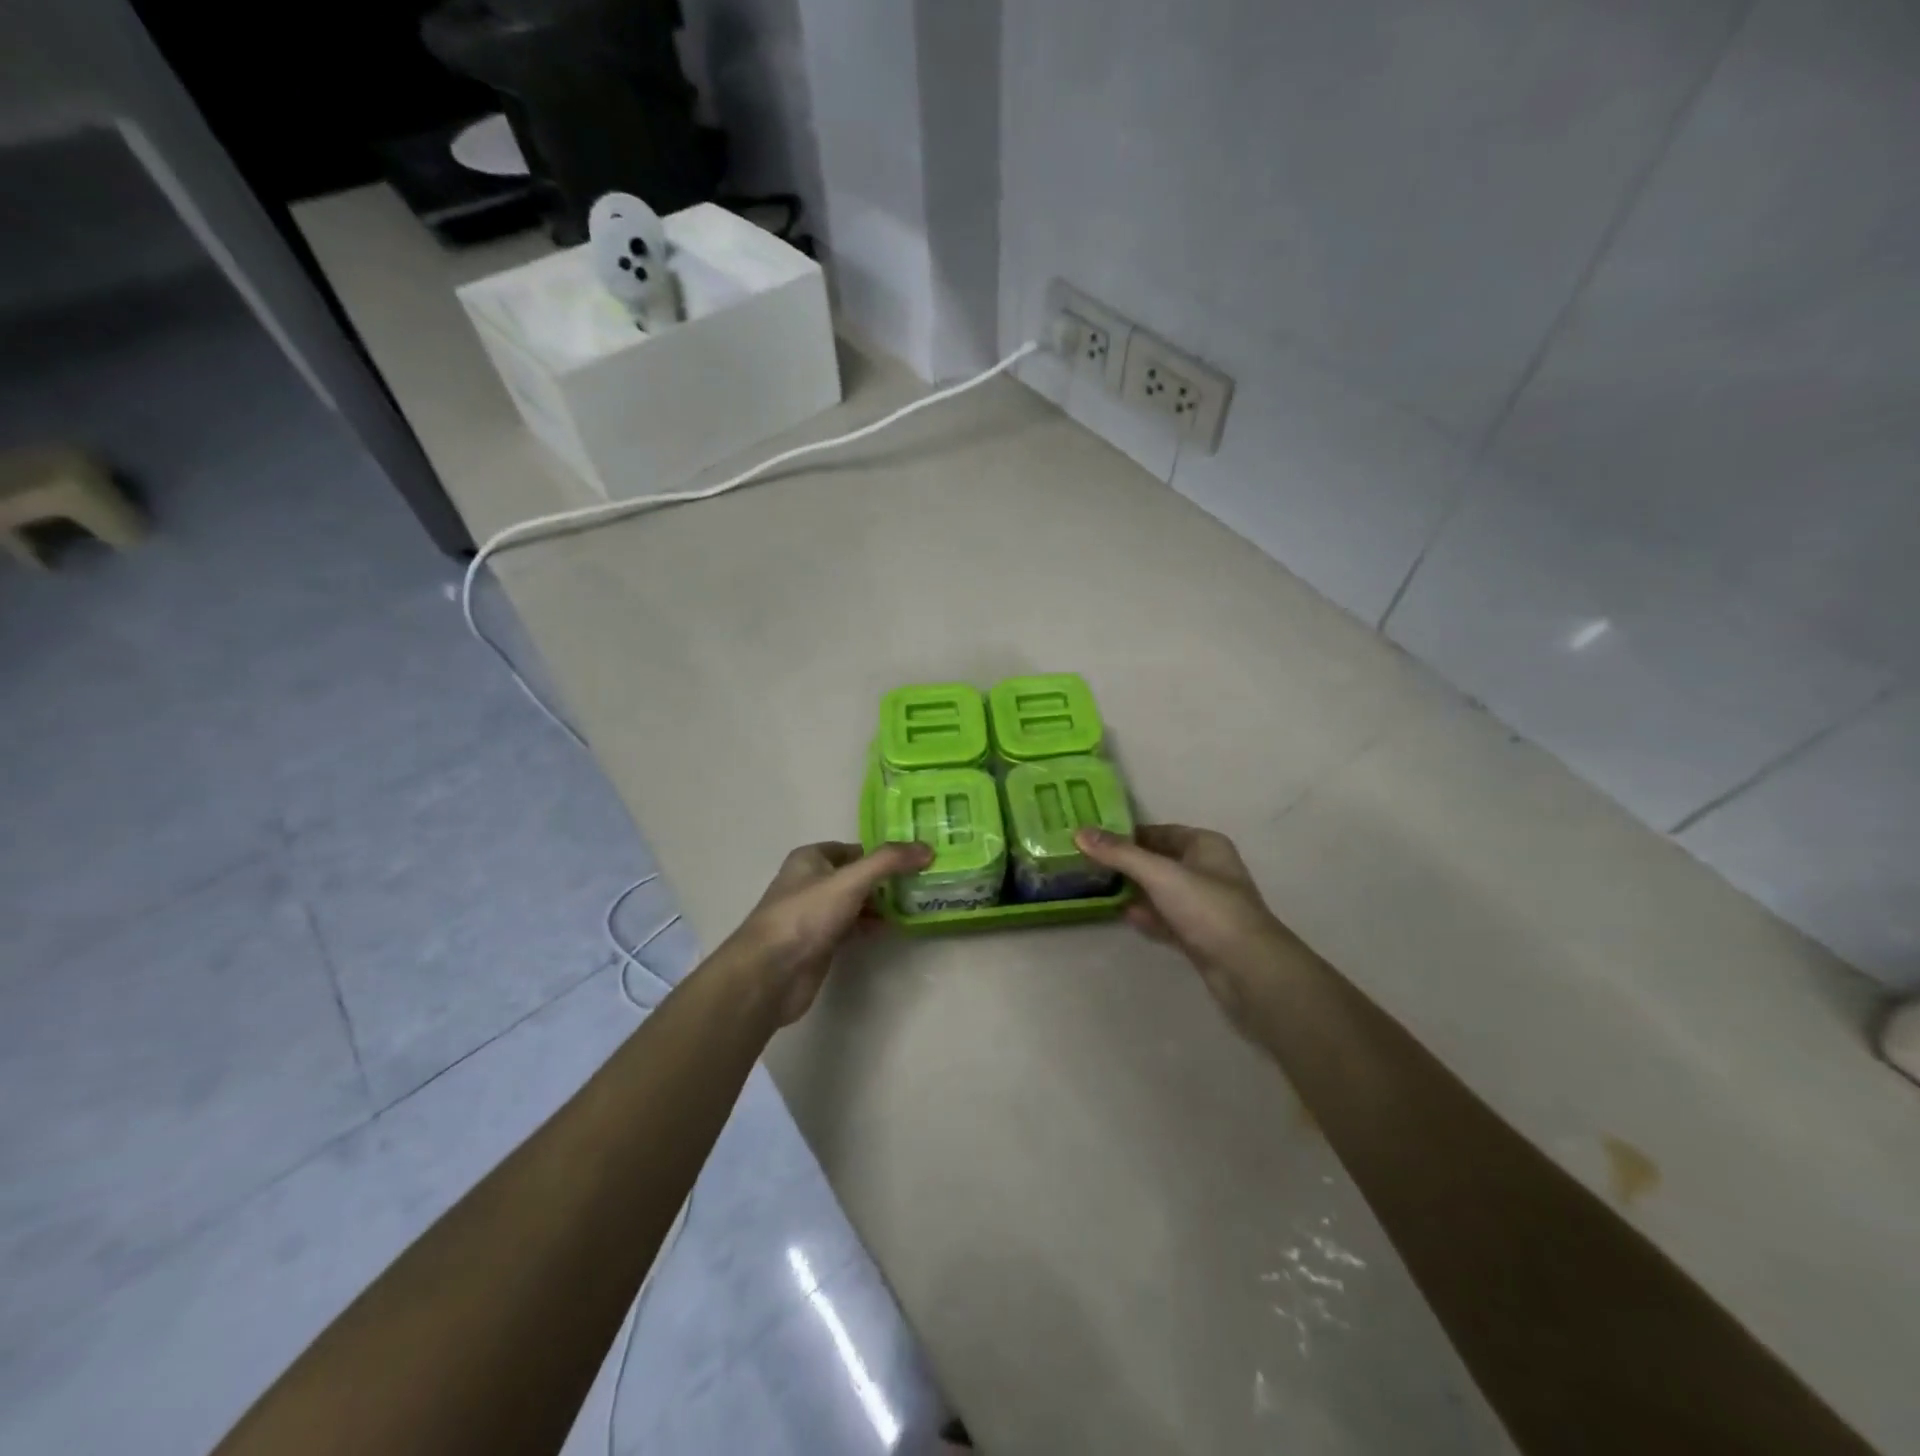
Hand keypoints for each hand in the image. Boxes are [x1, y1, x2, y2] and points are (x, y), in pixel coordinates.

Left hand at [725, 840, 931, 1025]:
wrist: (770, 974)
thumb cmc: (806, 916)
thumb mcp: (850, 881)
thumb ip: (888, 862)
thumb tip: (927, 848)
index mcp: (810, 859)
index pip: (854, 848)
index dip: (882, 852)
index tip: (916, 858)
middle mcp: (811, 882)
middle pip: (856, 875)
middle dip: (886, 879)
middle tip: (922, 882)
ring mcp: (814, 915)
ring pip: (855, 902)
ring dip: (881, 904)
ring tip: (916, 904)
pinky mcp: (820, 943)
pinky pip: (852, 927)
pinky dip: (871, 926)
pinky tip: (894, 928)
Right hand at [1075, 824, 1293, 1035]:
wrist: (1249, 970)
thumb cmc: (1208, 909)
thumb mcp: (1160, 874)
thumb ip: (1120, 854)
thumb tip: (1080, 832)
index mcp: (1205, 846)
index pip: (1160, 831)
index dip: (1128, 834)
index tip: (1093, 838)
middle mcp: (1207, 870)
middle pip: (1159, 861)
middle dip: (1127, 863)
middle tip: (1087, 864)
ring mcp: (1205, 906)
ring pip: (1162, 891)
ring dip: (1135, 891)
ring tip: (1097, 888)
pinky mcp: (1200, 936)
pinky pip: (1167, 919)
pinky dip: (1147, 917)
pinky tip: (1123, 916)